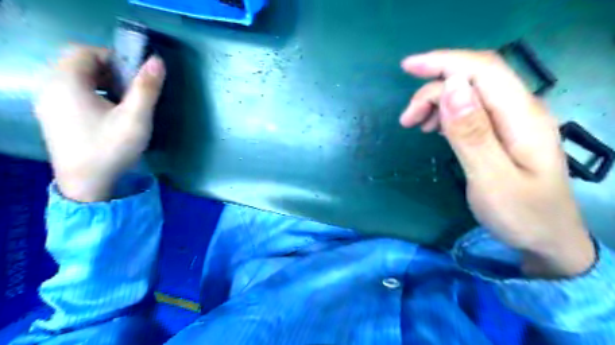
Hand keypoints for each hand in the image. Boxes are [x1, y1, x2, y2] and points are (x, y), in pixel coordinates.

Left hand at [36, 46, 166, 200]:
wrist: (87, 185)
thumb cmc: (111, 148)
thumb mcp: (135, 118)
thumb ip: (146, 88)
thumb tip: (157, 61)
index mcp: (66, 83)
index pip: (84, 51)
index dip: (112, 58)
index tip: (134, 76)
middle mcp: (50, 88)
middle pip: (77, 65)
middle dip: (108, 71)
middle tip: (132, 89)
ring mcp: (48, 104)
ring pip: (75, 80)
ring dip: (101, 83)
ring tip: (123, 102)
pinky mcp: (53, 118)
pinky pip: (71, 94)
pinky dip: (91, 95)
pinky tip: (108, 114)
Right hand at [400, 50, 596, 276]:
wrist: (547, 239)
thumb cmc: (521, 215)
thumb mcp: (492, 179)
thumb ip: (472, 133)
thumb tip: (452, 88)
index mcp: (521, 116)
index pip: (482, 70)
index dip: (443, 62)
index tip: (406, 67)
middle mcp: (520, 110)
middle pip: (472, 79)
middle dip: (432, 89)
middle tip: (406, 120)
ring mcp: (512, 120)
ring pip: (469, 93)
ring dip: (437, 101)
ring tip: (417, 126)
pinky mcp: (502, 132)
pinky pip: (471, 109)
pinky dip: (446, 113)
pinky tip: (435, 128)